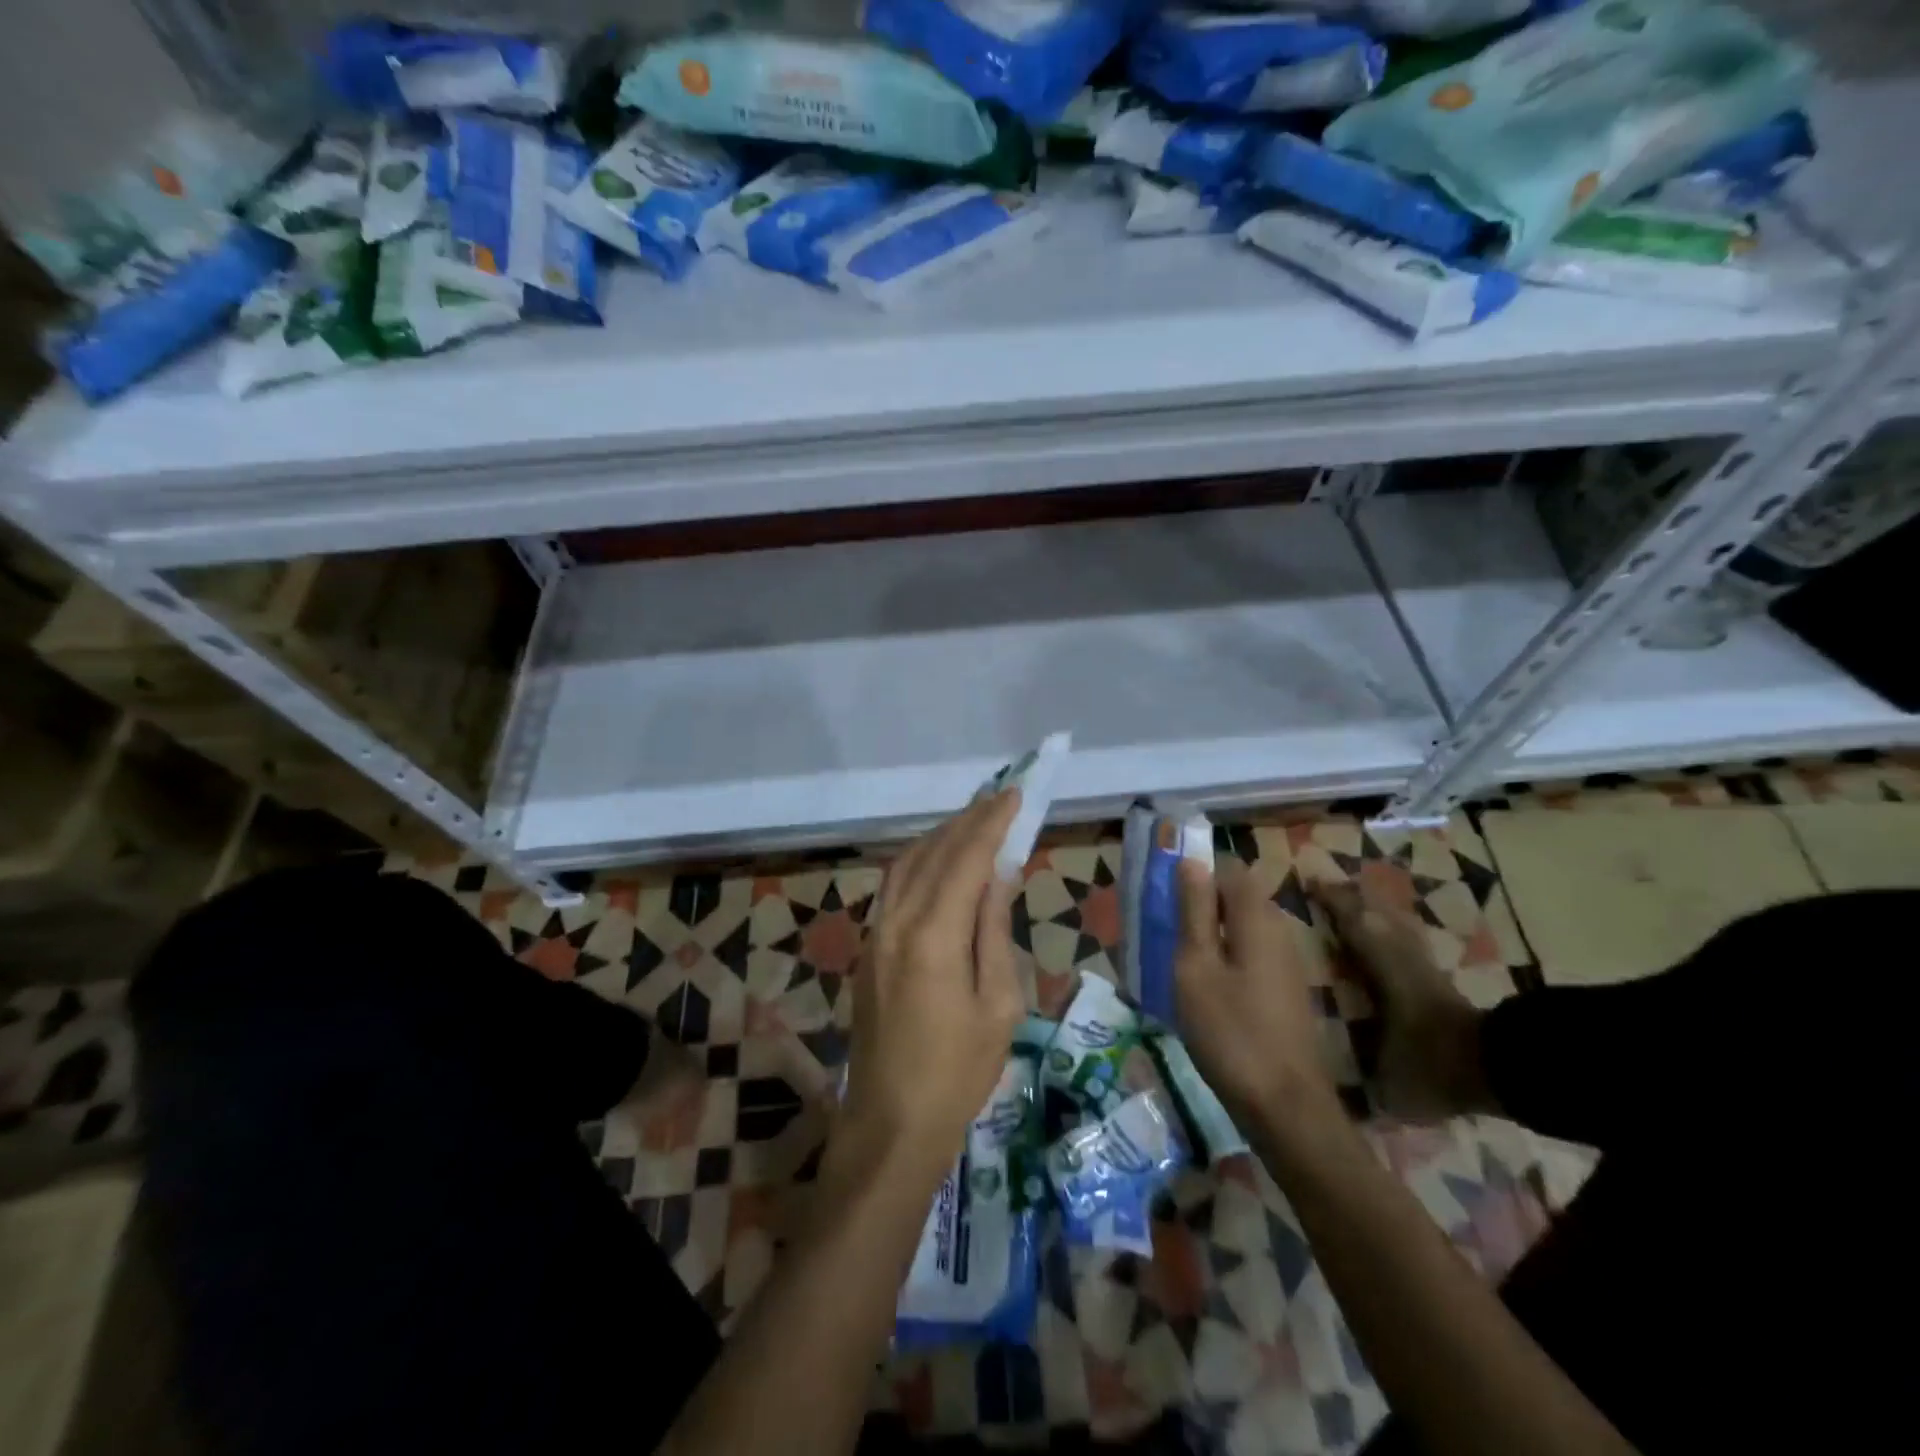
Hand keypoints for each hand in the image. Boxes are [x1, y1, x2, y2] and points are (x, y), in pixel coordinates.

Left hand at [838, 791, 1025, 1190]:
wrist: (890, 1124)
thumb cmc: (958, 1073)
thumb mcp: (998, 1005)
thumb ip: (994, 930)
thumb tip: (1000, 873)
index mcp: (934, 935)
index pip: (967, 858)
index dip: (993, 823)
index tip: (1016, 795)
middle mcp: (896, 921)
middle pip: (933, 851)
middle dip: (968, 820)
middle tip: (1000, 799)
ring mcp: (875, 933)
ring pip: (906, 863)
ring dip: (940, 836)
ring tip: (974, 822)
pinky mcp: (867, 948)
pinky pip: (893, 886)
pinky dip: (920, 861)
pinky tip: (939, 862)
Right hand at [1175, 858, 1342, 1132]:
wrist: (1286, 1108)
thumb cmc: (1231, 1033)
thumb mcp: (1196, 968)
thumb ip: (1193, 912)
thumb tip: (1191, 861)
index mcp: (1257, 918)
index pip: (1229, 870)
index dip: (1196, 874)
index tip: (1164, 897)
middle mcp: (1279, 931)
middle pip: (1237, 898)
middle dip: (1200, 906)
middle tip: (1164, 932)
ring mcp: (1286, 963)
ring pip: (1242, 929)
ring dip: (1210, 936)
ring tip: (1177, 964)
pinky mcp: (1286, 991)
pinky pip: (1250, 955)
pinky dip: (1225, 960)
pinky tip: (1204, 991)